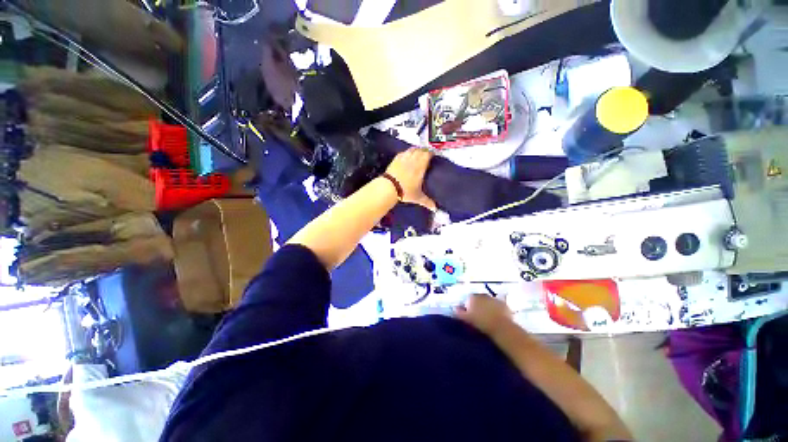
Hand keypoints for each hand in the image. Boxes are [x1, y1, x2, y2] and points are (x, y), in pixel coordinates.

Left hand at [385, 148, 435, 209]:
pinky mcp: (396, 159)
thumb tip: (435, 208)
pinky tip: (407, 156)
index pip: (428, 154)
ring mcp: (404, 158)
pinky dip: (407, 153)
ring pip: (412, 149)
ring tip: (418, 154)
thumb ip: (427, 202)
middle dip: (425, 151)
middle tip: (427, 156)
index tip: (433, 156)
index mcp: (421, 166)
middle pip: (421, 150)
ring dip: (416, 150)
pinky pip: (403, 152)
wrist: (389, 187)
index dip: (431, 154)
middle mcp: (413, 159)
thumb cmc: (405, 191)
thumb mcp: (418, 197)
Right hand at [455, 294, 512, 335]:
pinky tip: (497, 316)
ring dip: (487, 306)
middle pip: (478, 298)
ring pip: (488, 301)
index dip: (468, 305)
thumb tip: (455, 308)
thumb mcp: (467, 319)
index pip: (468, 299)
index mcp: (473, 298)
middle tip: (479, 315)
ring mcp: (493, 298)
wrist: (501, 327)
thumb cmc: (481, 323)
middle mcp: (482, 295)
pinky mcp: (503, 303)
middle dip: (478, 305)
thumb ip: (459, 313)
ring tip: (488, 317)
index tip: (470, 313)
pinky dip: (497, 309)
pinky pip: (498, 305)